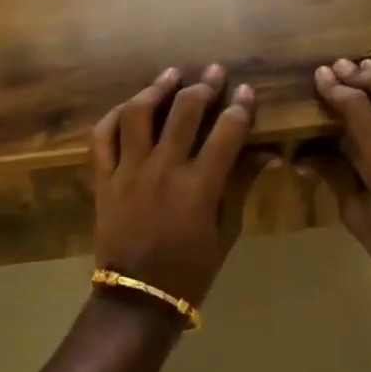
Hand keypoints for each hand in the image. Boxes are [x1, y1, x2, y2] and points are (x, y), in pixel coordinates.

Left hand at [90, 64, 259, 308]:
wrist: (138, 300)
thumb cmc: (191, 270)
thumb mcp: (226, 231)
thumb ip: (241, 186)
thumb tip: (267, 154)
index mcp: (199, 186)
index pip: (226, 132)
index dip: (240, 107)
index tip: (246, 91)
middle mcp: (164, 169)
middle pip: (184, 111)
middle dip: (204, 86)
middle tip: (214, 71)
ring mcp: (129, 171)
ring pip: (139, 114)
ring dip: (157, 89)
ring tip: (172, 75)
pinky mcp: (104, 179)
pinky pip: (102, 137)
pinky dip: (113, 116)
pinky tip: (129, 105)